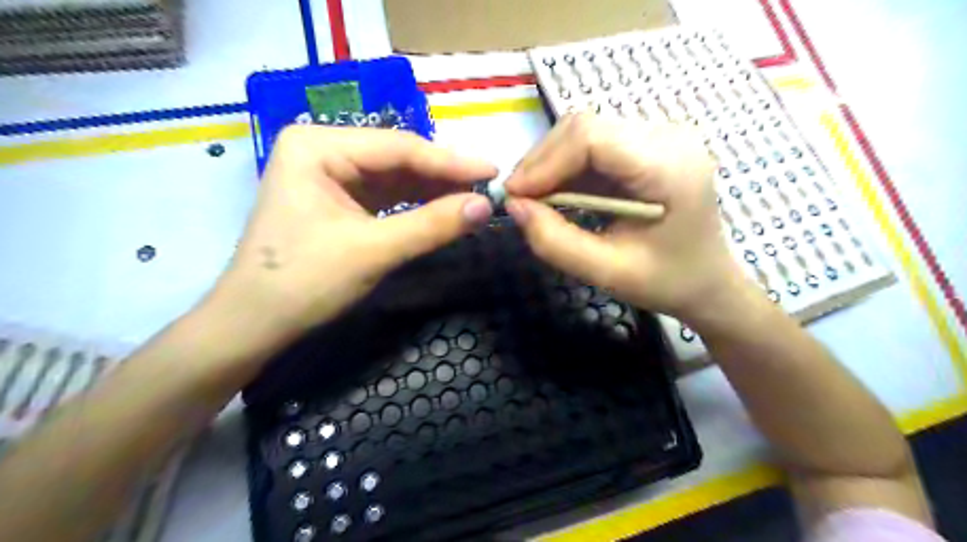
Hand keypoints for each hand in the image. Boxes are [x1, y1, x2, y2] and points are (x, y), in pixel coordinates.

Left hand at [205, 126, 493, 346]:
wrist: (255, 324)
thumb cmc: (304, 282)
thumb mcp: (374, 251)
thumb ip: (432, 225)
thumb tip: (486, 206)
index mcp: (317, 145)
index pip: (399, 148)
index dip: (451, 162)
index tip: (494, 171)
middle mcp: (322, 149)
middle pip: (398, 159)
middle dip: (443, 176)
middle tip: (489, 188)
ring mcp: (329, 174)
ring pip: (395, 177)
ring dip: (433, 191)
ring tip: (474, 198)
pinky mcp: (338, 199)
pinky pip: (386, 196)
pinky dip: (415, 205)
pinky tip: (443, 209)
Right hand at [503, 112, 749, 321]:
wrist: (709, 281)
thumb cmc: (666, 281)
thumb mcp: (607, 272)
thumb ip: (555, 241)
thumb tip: (514, 206)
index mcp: (668, 167)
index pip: (591, 137)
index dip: (544, 162)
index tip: (515, 196)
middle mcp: (668, 137)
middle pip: (585, 127)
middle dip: (543, 162)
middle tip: (520, 200)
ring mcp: (660, 136)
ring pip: (586, 131)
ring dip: (552, 164)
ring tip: (535, 199)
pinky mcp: (649, 145)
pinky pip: (596, 145)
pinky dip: (569, 168)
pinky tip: (559, 194)